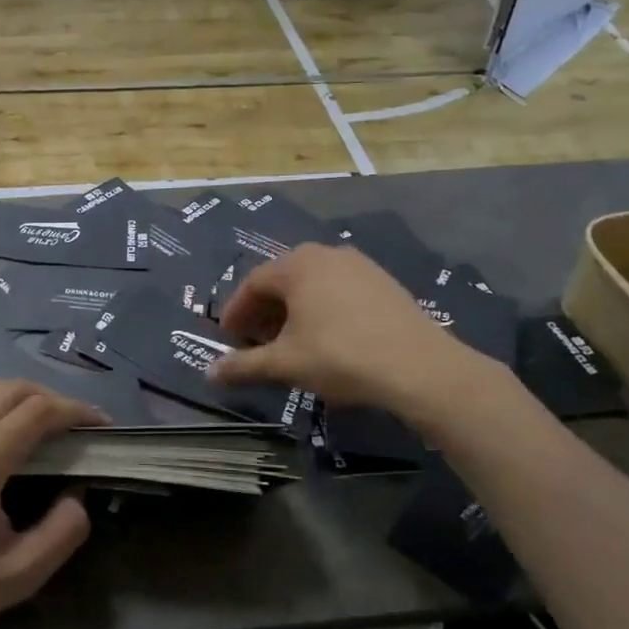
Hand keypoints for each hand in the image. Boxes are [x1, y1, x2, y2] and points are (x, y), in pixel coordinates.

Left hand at [0, 380, 105, 628]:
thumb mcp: (18, 576)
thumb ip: (62, 532)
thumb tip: (77, 495)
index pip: (36, 411)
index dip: (75, 410)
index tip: (101, 424)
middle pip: (7, 388)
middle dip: (48, 396)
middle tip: (74, 423)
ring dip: (17, 401)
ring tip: (42, 429)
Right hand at [209, 243, 493, 421]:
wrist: (419, 367)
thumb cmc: (340, 356)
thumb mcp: (285, 363)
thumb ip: (244, 365)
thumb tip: (209, 374)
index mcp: (297, 265)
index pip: (253, 283)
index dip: (236, 312)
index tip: (229, 337)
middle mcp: (326, 254)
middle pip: (282, 280)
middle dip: (264, 311)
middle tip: (255, 342)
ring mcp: (359, 265)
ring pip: (312, 285)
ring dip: (293, 310)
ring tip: (289, 342)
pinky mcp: (384, 282)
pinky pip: (339, 290)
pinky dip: (322, 309)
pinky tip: (326, 337)